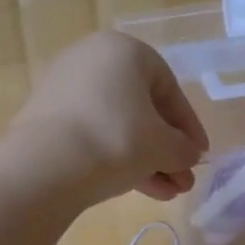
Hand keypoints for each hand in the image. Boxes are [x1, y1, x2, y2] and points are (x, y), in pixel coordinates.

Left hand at [9, 32, 209, 204]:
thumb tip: (187, 154)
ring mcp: (64, 87)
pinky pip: (91, 133)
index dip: (188, 126)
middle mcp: (91, 59)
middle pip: (141, 108)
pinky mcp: (45, 117)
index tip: (199, 155)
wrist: (45, 165)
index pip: (169, 88)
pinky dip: (114, 157)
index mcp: (124, 50)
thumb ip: (183, 148)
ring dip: (144, 159)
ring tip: (165, 193)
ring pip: (116, 124)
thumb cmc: (117, 140)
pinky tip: (135, 189)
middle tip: (182, 179)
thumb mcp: (163, 146)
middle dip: (165, 148)